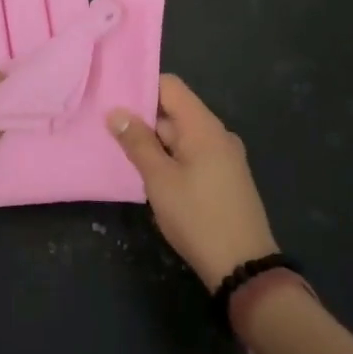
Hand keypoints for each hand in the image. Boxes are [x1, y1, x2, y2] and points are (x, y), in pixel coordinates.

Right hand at [108, 74, 277, 290]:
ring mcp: (224, 157)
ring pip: (182, 136)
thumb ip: (137, 142)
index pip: (170, 86)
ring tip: (122, 153)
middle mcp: (217, 134)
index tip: (113, 99)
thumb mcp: (159, 180)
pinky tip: (150, 176)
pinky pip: (193, 155)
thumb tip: (117, 112)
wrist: (244, 267)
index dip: (141, 87)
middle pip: (175, 111)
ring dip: (155, 142)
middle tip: (108, 130)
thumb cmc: (198, 217)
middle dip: (143, 119)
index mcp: (204, 127)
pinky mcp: (225, 178)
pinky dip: (171, 158)